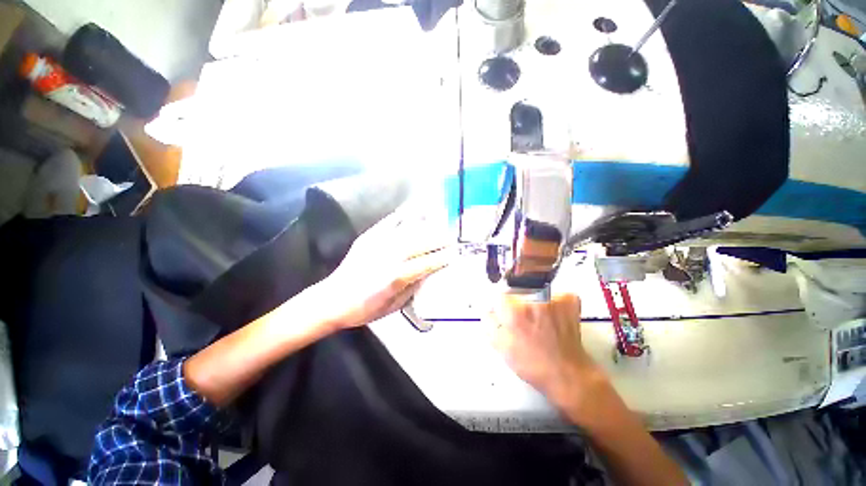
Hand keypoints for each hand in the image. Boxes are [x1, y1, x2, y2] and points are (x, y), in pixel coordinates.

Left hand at [312, 207, 454, 330]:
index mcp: (395, 276)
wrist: (332, 299)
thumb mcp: (394, 306)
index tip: (455, 254)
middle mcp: (389, 256)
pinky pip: (390, 221)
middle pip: (420, 243)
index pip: (426, 263)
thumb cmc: (365, 309)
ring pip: (409, 230)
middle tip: (453, 238)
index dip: (442, 258)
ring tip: (441, 222)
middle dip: (439, 239)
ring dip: (428, 225)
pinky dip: (405, 213)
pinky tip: (416, 208)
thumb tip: (429, 272)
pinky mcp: (369, 236)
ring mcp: (378, 243)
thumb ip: (414, 287)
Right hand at [487, 293, 607, 413]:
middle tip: (526, 322)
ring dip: (536, 304)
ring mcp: (554, 300)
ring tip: (541, 322)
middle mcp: (534, 302)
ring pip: (536, 293)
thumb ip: (489, 323)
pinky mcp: (569, 301)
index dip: (502, 306)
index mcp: (514, 313)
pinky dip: (555, 303)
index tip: (507, 314)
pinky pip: (556, 295)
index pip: (500, 295)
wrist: (568, 374)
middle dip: (518, 305)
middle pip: (518, 293)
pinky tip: (555, 318)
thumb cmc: (533, 364)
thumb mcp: (501, 347)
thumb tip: (487, 309)